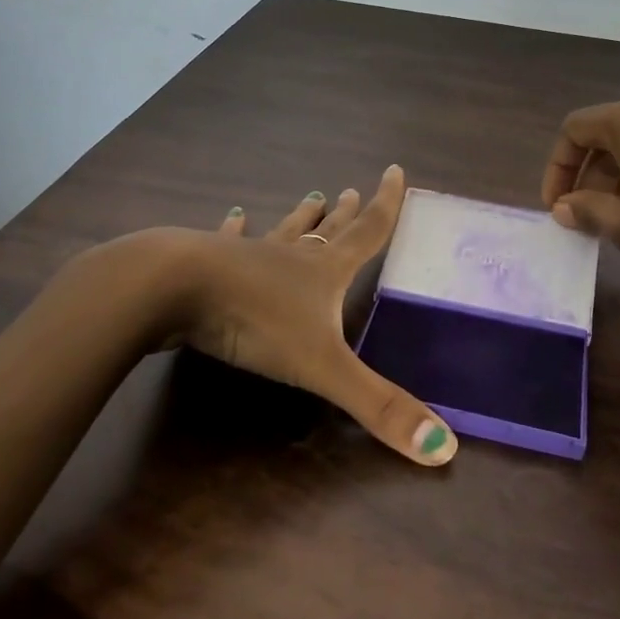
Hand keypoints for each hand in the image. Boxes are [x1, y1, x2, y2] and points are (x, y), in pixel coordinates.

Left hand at [171, 166, 457, 466]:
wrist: (174, 289)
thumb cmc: (255, 320)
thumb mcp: (324, 367)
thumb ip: (379, 406)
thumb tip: (445, 448)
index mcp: (324, 272)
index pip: (368, 231)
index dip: (387, 204)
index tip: (395, 170)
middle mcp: (291, 258)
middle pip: (327, 231)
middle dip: (345, 214)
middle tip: (352, 191)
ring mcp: (248, 256)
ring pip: (283, 232)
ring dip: (301, 218)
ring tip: (313, 197)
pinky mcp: (208, 263)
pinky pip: (228, 240)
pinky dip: (235, 228)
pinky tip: (235, 215)